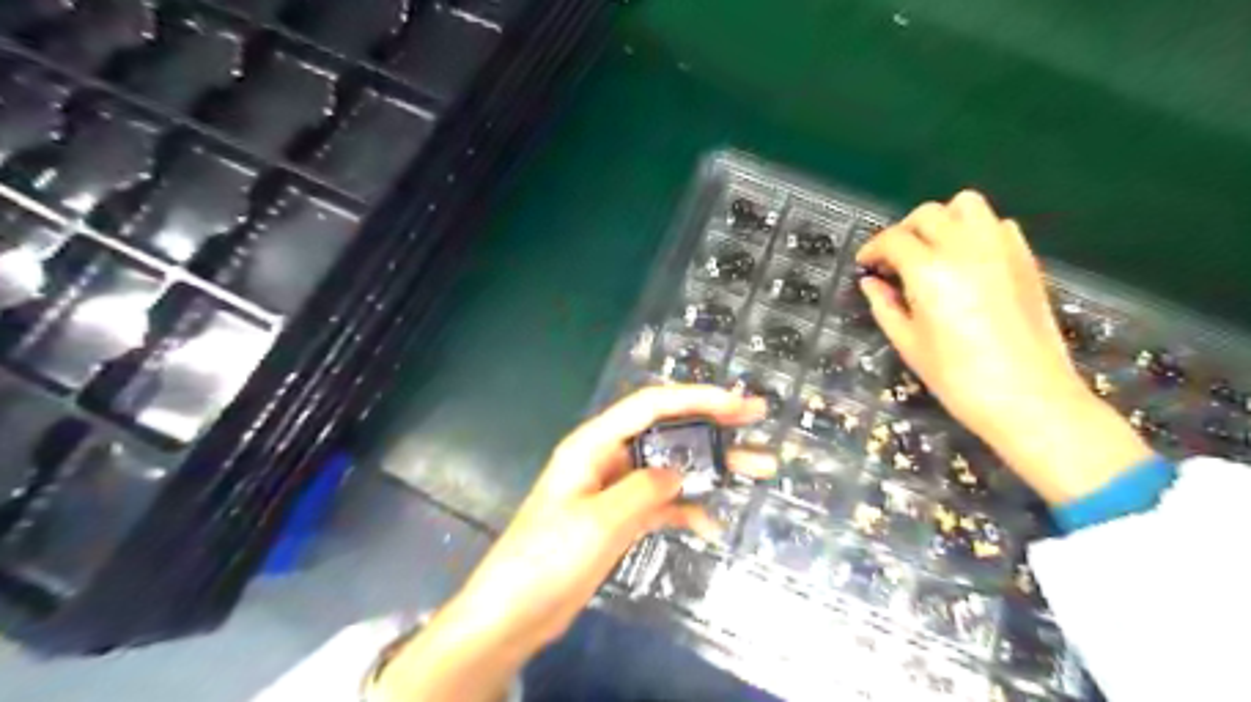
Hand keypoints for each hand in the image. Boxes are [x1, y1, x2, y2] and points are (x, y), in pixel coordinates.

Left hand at [374, 386, 773, 698]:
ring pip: (672, 467)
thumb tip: (680, 472)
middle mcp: (609, 458)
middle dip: (712, 424)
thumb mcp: (599, 521)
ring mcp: (618, 489)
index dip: (694, 398)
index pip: (650, 406)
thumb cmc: (547, 557)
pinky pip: (664, 503)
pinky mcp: (623, 517)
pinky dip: (689, 509)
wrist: (515, 612)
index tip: (735, 401)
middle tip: (757, 417)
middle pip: (667, 431)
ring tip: (759, 467)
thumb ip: (644, 489)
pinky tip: (714, 523)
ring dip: (712, 468)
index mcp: (594, 444)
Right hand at [857, 189, 1146, 500]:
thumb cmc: (957, 376)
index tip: (865, 265)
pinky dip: (975, 231)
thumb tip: (871, 281)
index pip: (893, 239)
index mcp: (929, 270)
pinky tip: (967, 260)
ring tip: (932, 251)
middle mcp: (965, 248)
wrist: (1029, 397)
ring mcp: (1001, 248)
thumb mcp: (908, 342)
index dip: (873, 249)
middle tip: (894, 260)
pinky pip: (996, 224)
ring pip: (966, 205)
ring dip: (942, 220)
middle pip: (927, 214)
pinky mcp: (1025, 258)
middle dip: (903, 231)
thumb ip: (885, 305)